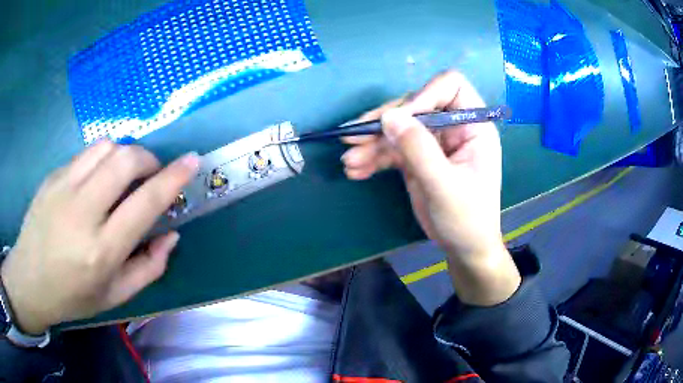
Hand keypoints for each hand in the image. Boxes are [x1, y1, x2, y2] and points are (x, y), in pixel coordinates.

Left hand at [1, 141, 198, 333]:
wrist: (29, 279)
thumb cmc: (73, 296)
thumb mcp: (115, 296)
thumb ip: (149, 267)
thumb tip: (171, 234)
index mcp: (102, 251)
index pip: (145, 203)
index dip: (173, 178)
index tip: (191, 161)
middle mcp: (82, 212)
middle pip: (125, 160)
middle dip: (148, 159)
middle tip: (151, 173)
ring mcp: (63, 188)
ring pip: (106, 147)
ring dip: (125, 154)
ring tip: (124, 174)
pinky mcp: (52, 177)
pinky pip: (86, 153)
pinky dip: (102, 158)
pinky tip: (97, 179)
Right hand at [342, 71, 520, 304]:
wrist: (463, 248)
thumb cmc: (467, 218)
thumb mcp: (444, 185)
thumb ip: (418, 149)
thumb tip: (389, 116)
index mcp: (472, 125)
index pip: (451, 86)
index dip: (424, 95)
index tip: (400, 118)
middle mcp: (452, 127)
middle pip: (414, 105)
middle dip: (384, 122)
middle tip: (353, 138)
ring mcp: (433, 142)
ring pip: (398, 128)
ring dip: (371, 143)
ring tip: (349, 161)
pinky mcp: (417, 157)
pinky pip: (392, 149)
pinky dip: (373, 158)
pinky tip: (356, 171)